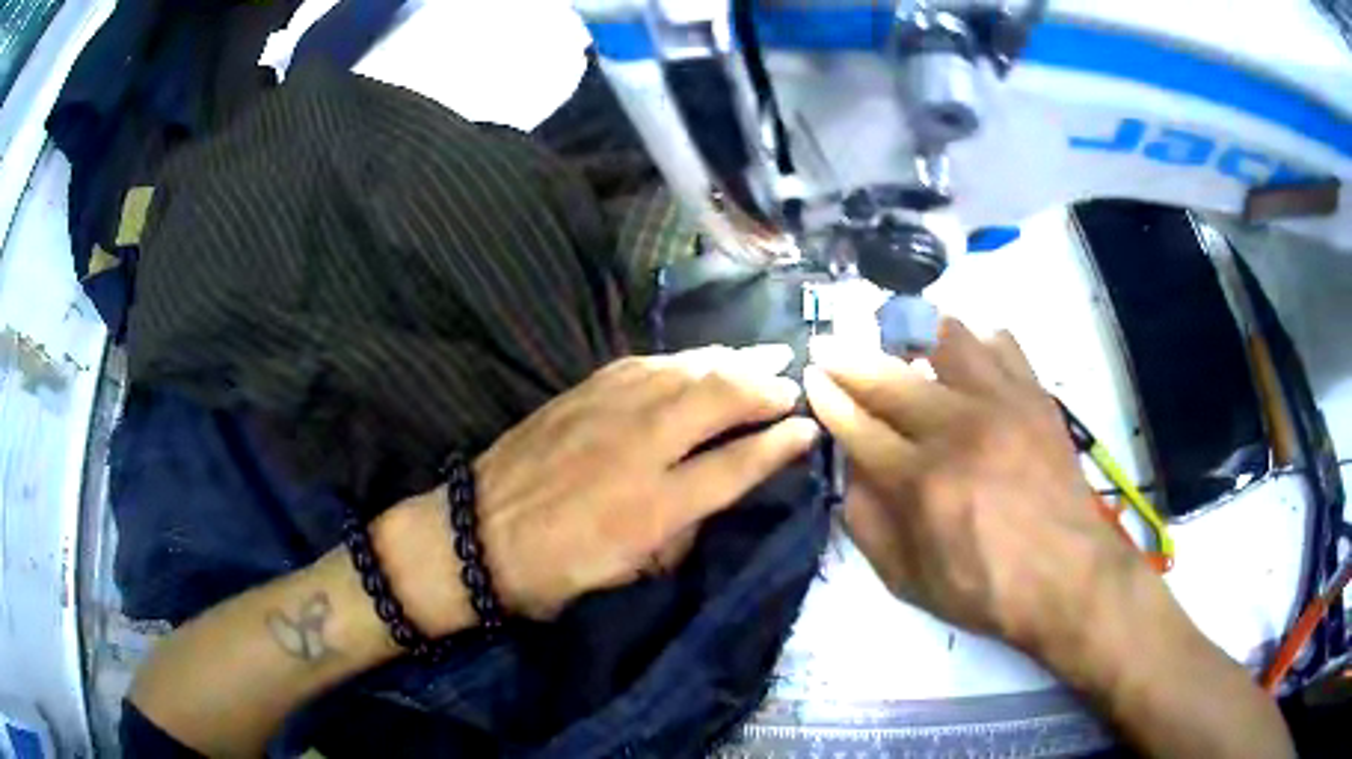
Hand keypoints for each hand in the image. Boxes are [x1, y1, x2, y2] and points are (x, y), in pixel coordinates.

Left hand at [379, 345, 819, 629]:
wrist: (474, 535)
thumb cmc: (553, 571)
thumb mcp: (626, 574)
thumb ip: (678, 532)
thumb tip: (710, 493)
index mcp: (652, 507)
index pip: (736, 466)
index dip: (779, 445)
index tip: (808, 430)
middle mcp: (638, 448)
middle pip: (719, 398)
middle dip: (764, 387)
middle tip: (791, 385)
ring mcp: (607, 411)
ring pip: (685, 370)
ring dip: (731, 360)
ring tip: (764, 355)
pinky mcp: (581, 392)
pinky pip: (646, 364)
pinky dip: (683, 359)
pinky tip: (699, 359)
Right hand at [803, 318, 1143, 657]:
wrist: (1068, 575)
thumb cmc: (985, 588)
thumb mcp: (908, 581)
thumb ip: (867, 525)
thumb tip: (848, 471)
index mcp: (922, 482)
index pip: (858, 426)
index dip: (828, 400)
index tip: (812, 379)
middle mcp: (958, 429)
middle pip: (890, 376)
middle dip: (848, 358)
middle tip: (827, 344)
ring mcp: (1002, 403)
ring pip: (946, 339)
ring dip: (912, 334)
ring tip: (897, 337)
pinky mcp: (1035, 395)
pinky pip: (1001, 343)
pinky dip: (976, 342)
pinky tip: (966, 358)